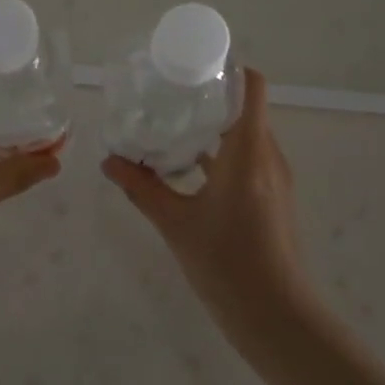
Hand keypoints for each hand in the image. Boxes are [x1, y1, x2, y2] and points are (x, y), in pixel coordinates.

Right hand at [102, 71, 313, 345]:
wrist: (276, 316)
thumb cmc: (226, 263)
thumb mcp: (175, 223)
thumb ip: (142, 188)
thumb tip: (108, 161)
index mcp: (248, 151)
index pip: (251, 87)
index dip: (227, 68)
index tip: (193, 67)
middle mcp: (268, 156)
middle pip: (246, 109)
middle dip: (210, 98)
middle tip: (169, 95)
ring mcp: (275, 179)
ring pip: (247, 136)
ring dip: (215, 128)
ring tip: (173, 128)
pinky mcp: (273, 198)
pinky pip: (249, 160)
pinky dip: (223, 155)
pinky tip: (190, 170)